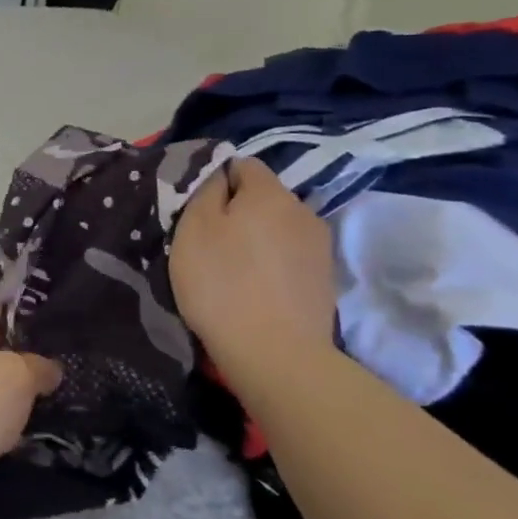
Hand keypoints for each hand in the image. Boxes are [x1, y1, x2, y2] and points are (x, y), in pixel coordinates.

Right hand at [168, 156, 337, 385]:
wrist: (276, 354)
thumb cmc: (222, 283)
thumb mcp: (194, 227)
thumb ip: (205, 190)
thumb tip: (219, 174)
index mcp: (270, 192)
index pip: (243, 164)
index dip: (216, 181)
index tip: (196, 210)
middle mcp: (302, 210)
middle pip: (263, 197)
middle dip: (237, 211)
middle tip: (207, 241)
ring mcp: (319, 247)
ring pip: (277, 228)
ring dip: (255, 239)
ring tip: (231, 269)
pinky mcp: (324, 280)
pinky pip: (288, 257)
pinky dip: (270, 264)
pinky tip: (254, 289)